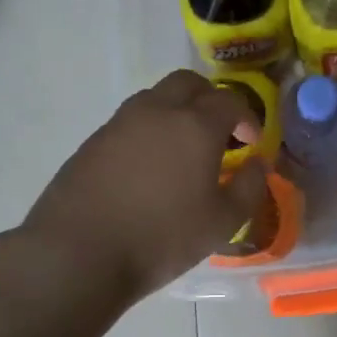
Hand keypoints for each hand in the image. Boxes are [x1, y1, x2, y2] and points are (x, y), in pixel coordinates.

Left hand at [22, 70, 267, 305]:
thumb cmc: (161, 238)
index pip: (230, 101)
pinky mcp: (93, 141)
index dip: (247, 117)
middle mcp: (156, 111)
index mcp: (194, 125)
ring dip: (176, 112)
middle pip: (188, 83)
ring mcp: (119, 123)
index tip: (251, 142)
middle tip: (220, 134)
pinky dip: (149, 132)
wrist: (78, 252)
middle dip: (210, 100)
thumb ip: (248, 188)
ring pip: (155, 98)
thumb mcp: (222, 223)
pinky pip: (130, 122)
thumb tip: (257, 165)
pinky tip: (149, 169)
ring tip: (183, 151)